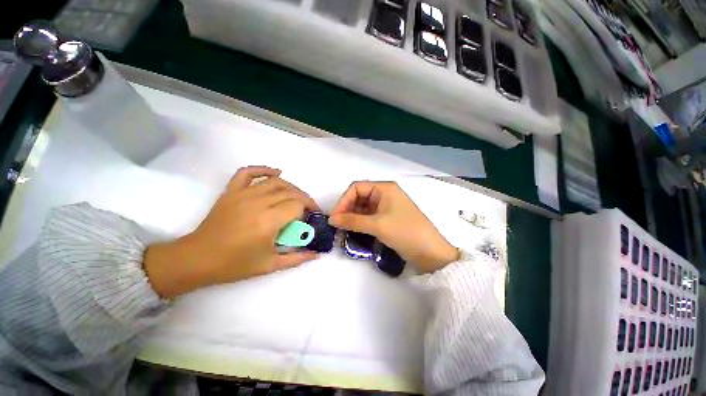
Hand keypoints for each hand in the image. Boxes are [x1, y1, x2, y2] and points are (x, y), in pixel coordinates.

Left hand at [145, 166, 318, 298]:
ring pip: (276, 182)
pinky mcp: (232, 191)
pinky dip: (264, 169)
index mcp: (269, 221)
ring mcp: (243, 194)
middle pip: (291, 192)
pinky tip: (276, 173)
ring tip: (296, 197)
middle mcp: (259, 203)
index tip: (312, 216)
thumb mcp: (269, 265)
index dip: (309, 208)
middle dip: (304, 199)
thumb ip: (297, 258)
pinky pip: (248, 172)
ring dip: (291, 187)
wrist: (197, 259)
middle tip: (308, 209)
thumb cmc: (234, 264)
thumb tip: (317, 254)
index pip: (298, 205)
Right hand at [329, 181, 458, 272]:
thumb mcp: (377, 225)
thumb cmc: (405, 232)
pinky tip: (352, 231)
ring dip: (352, 217)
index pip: (357, 188)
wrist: (430, 252)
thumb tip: (331, 219)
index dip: (344, 200)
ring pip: (362, 208)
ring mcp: (386, 207)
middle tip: (337, 224)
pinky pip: (368, 217)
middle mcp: (384, 194)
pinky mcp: (387, 219)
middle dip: (347, 209)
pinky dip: (359, 223)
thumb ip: (352, 221)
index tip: (335, 217)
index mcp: (384, 188)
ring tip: (342, 229)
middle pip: (359, 197)